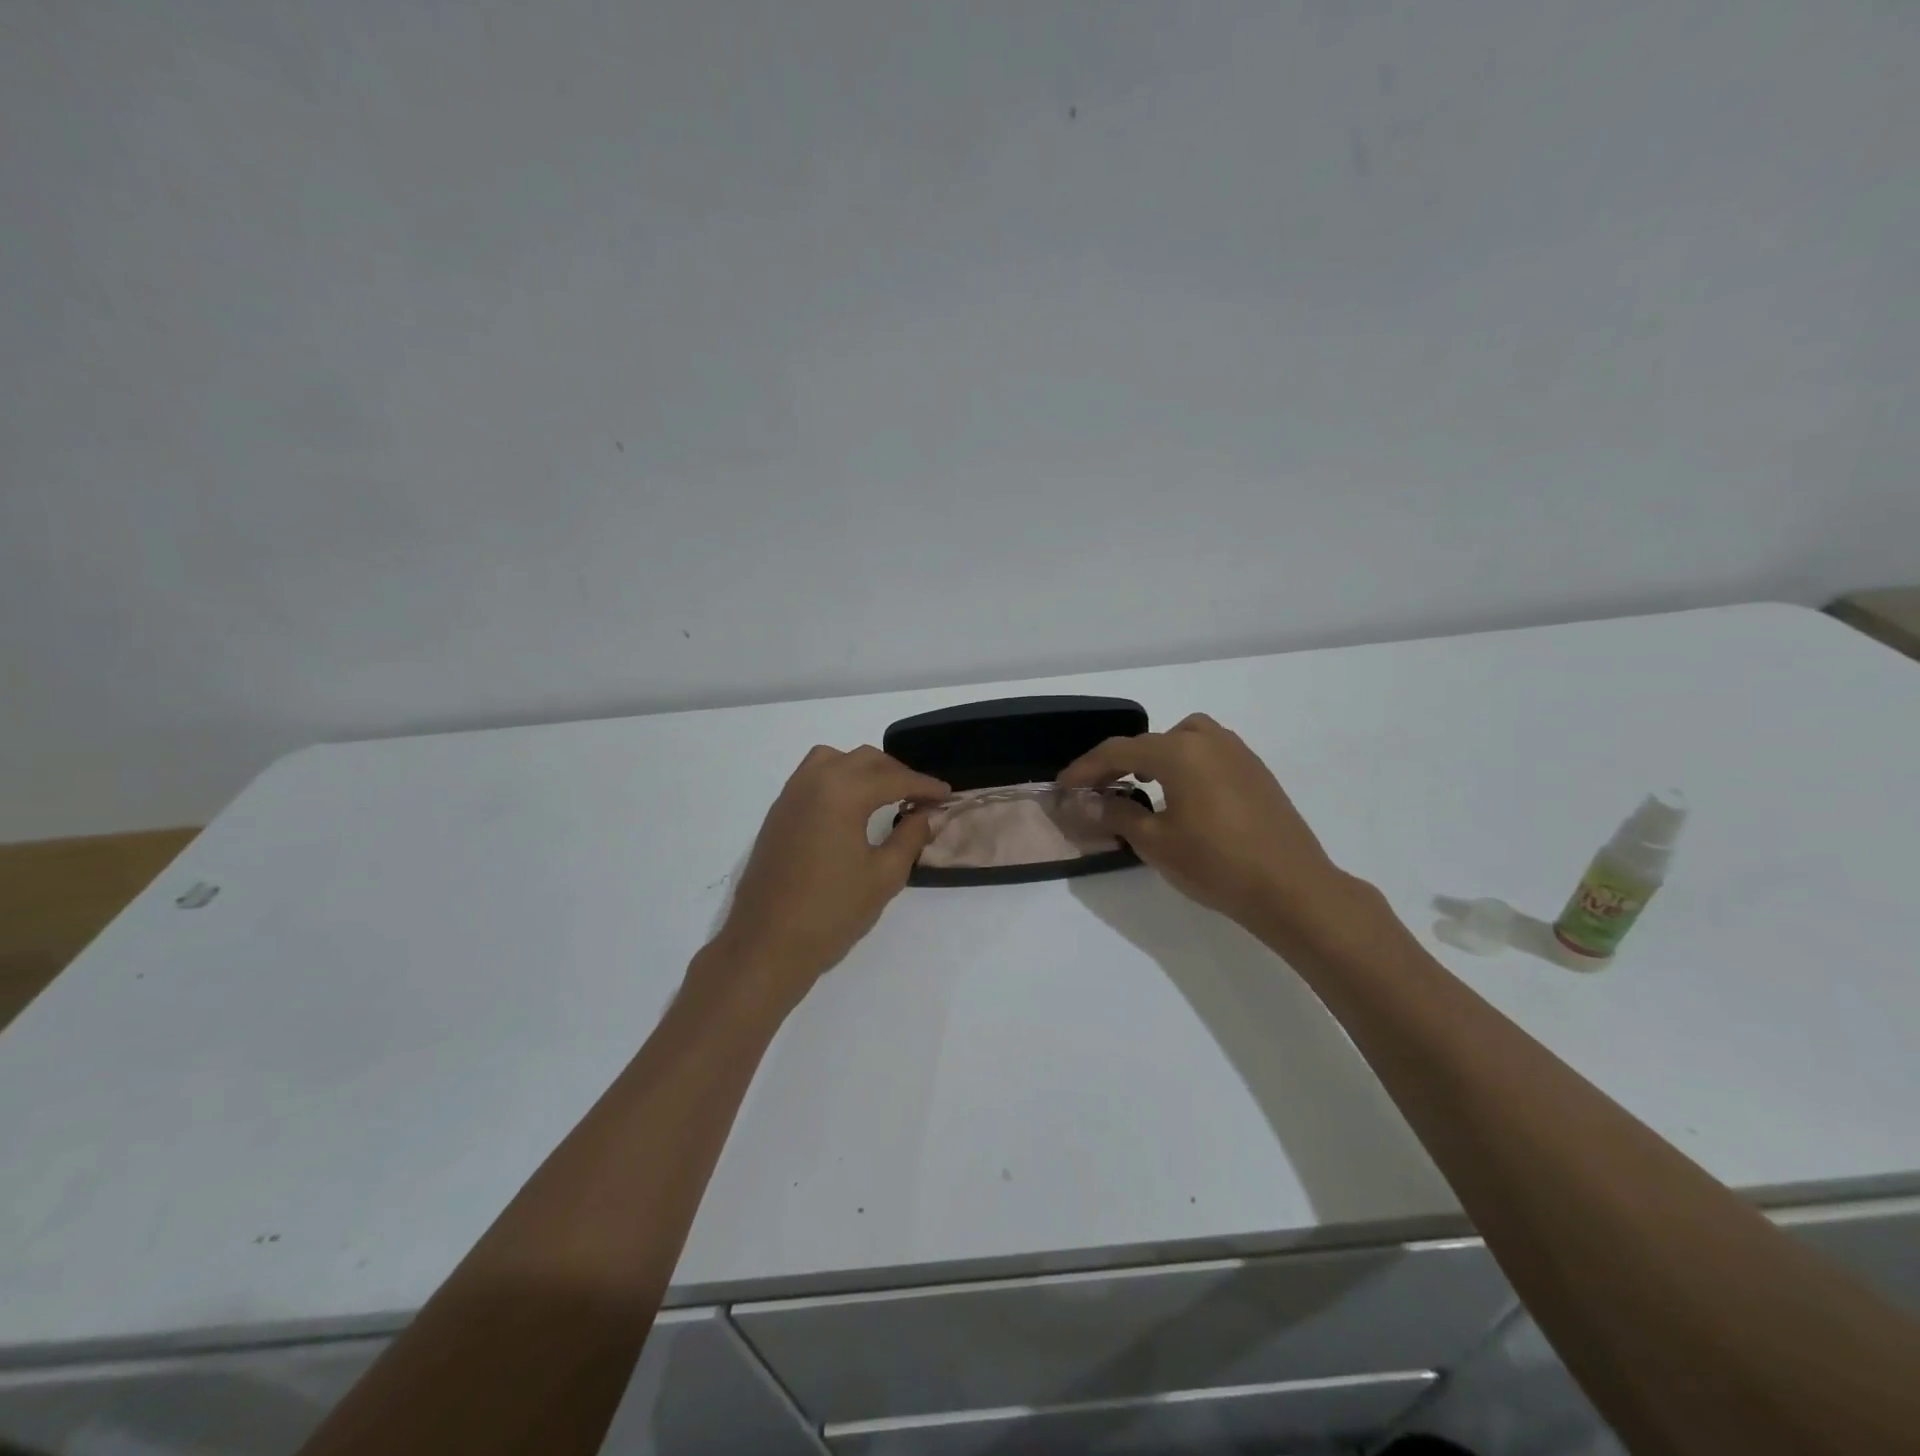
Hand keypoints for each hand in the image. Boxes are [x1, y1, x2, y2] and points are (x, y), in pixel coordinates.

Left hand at [705, 745, 947, 1015]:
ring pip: (833, 760)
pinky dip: (838, 778)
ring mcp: (790, 796)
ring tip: (884, 794)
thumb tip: (926, 816)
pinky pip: (812, 777)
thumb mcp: (883, 876)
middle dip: (896, 772)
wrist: (766, 945)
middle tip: (919, 796)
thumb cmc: (831, 912)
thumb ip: (909, 838)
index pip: (893, 778)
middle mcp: (813, 782)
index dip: (924, 785)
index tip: (946, 794)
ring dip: (863, 769)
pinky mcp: (777, 814)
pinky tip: (851, 808)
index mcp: (842, 792)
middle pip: (863, 759)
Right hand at [1059, 713, 1359, 943]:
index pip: (1118, 751)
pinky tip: (1183, 795)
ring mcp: (1237, 752)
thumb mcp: (1155, 843)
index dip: (1085, 769)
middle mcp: (1208, 740)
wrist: (1292, 888)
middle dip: (1118, 762)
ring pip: (1184, 739)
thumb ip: (1116, 815)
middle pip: (1150, 741)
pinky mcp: (1256, 771)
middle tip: (1098, 789)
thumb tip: (1085, 803)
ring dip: (1156, 756)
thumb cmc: (1216, 864)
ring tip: (1143, 785)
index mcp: (1180, 752)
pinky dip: (1185, 763)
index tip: (1063, 786)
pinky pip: (1208, 752)